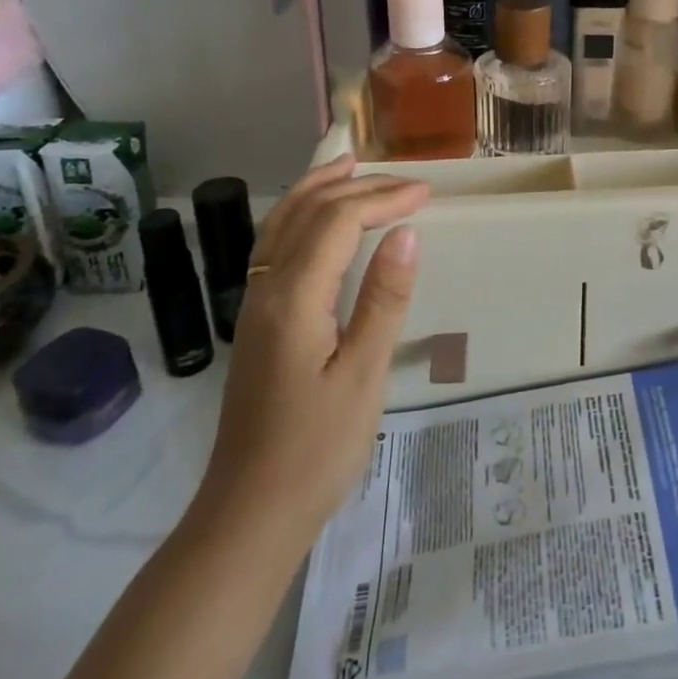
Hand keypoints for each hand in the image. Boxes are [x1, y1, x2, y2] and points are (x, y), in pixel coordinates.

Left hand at [193, 156, 429, 542]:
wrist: (250, 513)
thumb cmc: (316, 449)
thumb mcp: (363, 375)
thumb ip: (384, 299)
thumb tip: (407, 233)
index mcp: (293, 299)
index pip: (338, 222)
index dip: (382, 198)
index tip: (427, 194)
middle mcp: (265, 289)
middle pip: (306, 212)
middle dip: (357, 186)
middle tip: (406, 182)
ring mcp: (255, 304)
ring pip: (281, 224)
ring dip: (318, 189)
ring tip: (350, 165)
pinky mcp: (258, 322)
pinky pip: (276, 246)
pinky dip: (301, 215)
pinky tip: (319, 222)